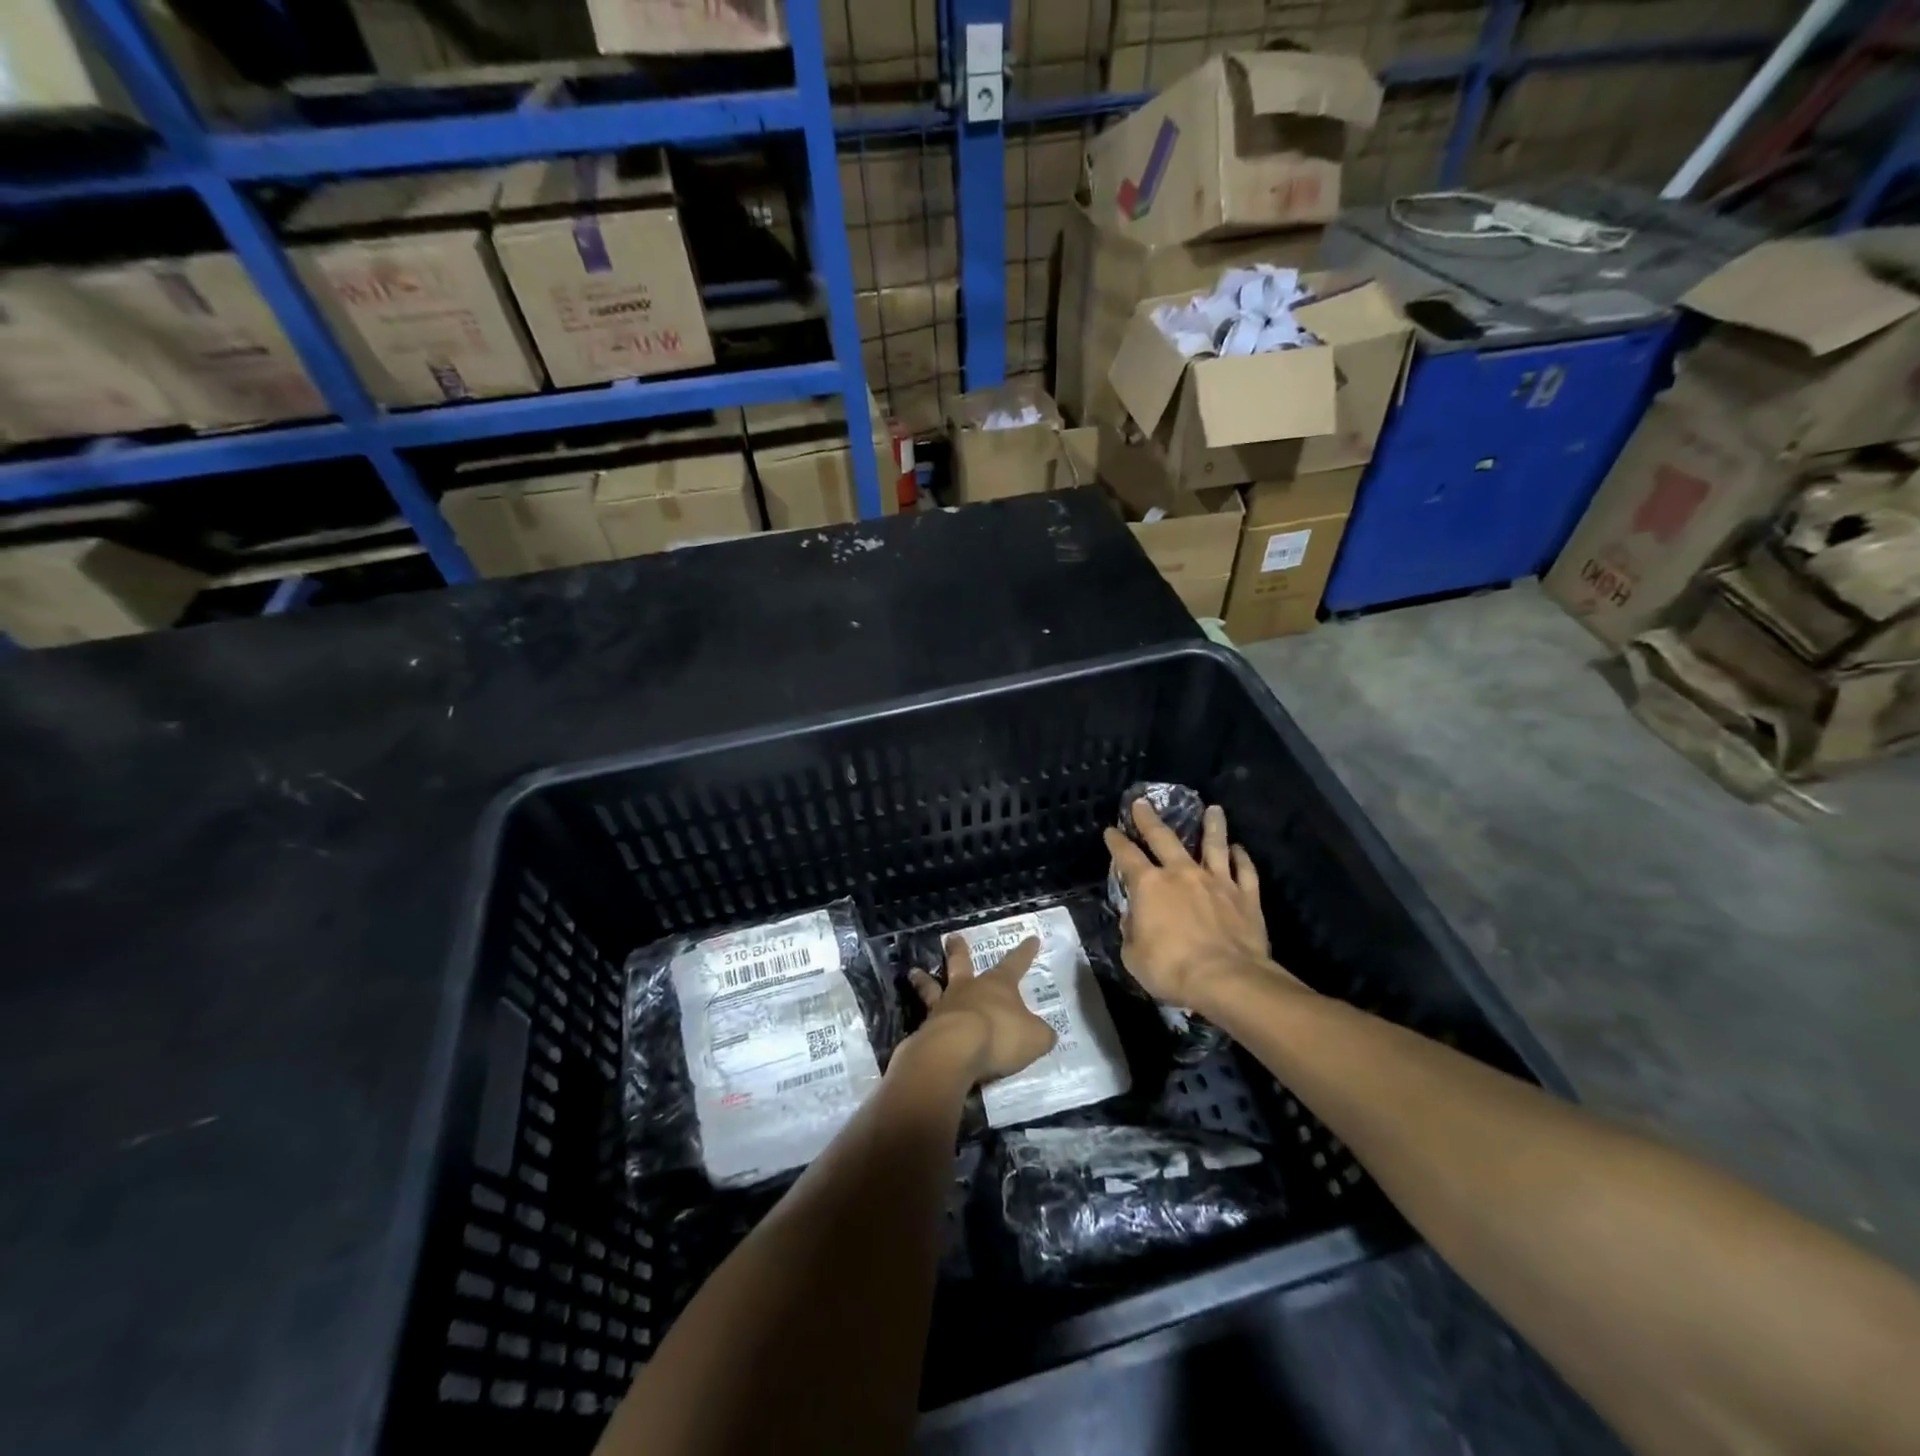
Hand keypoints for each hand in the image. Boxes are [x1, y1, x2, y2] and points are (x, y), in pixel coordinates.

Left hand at [906, 936, 1056, 1083]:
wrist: (955, 1051)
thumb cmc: (1000, 1036)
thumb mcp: (1034, 1038)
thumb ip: (1040, 1034)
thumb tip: (1045, 1034)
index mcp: (998, 985)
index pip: (1016, 963)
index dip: (1025, 952)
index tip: (1031, 938)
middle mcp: (968, 988)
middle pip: (962, 963)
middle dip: (959, 950)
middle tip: (952, 937)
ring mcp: (944, 1006)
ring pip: (932, 986)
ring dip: (923, 979)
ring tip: (913, 972)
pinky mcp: (926, 1028)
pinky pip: (924, 1020)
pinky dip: (923, 1021)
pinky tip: (919, 1027)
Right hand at [1104, 800, 1299, 1012]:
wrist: (1228, 979)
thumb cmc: (1172, 969)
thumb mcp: (1133, 956)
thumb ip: (1131, 932)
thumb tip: (1132, 919)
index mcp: (1149, 886)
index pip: (1126, 856)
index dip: (1116, 842)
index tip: (1111, 830)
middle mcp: (1182, 874)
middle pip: (1164, 838)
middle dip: (1150, 819)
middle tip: (1143, 802)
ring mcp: (1217, 881)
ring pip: (1214, 845)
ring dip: (1212, 825)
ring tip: (1213, 809)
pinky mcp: (1246, 896)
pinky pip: (1245, 871)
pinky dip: (1241, 858)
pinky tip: (1239, 849)